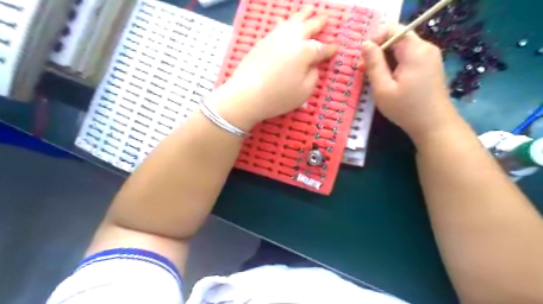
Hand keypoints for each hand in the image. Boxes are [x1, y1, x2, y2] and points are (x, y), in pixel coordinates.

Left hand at [210, 7, 335, 130]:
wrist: (246, 94)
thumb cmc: (278, 97)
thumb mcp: (304, 92)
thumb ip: (313, 76)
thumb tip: (313, 65)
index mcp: (305, 51)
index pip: (322, 49)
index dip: (330, 49)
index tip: (336, 48)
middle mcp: (292, 39)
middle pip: (309, 26)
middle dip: (319, 23)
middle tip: (326, 19)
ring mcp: (276, 37)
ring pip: (293, 21)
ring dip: (303, 15)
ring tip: (310, 10)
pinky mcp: (263, 40)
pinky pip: (278, 26)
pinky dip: (286, 22)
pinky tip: (286, 22)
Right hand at [362, 25, 459, 143]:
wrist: (434, 125)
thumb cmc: (406, 109)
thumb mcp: (383, 88)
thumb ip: (373, 64)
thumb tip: (365, 44)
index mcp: (415, 50)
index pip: (392, 29)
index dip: (375, 39)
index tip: (364, 59)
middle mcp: (426, 48)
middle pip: (397, 38)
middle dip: (378, 51)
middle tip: (365, 71)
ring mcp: (430, 57)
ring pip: (402, 48)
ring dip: (385, 59)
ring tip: (375, 78)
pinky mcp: (430, 66)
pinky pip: (408, 57)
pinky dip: (395, 64)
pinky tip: (389, 80)